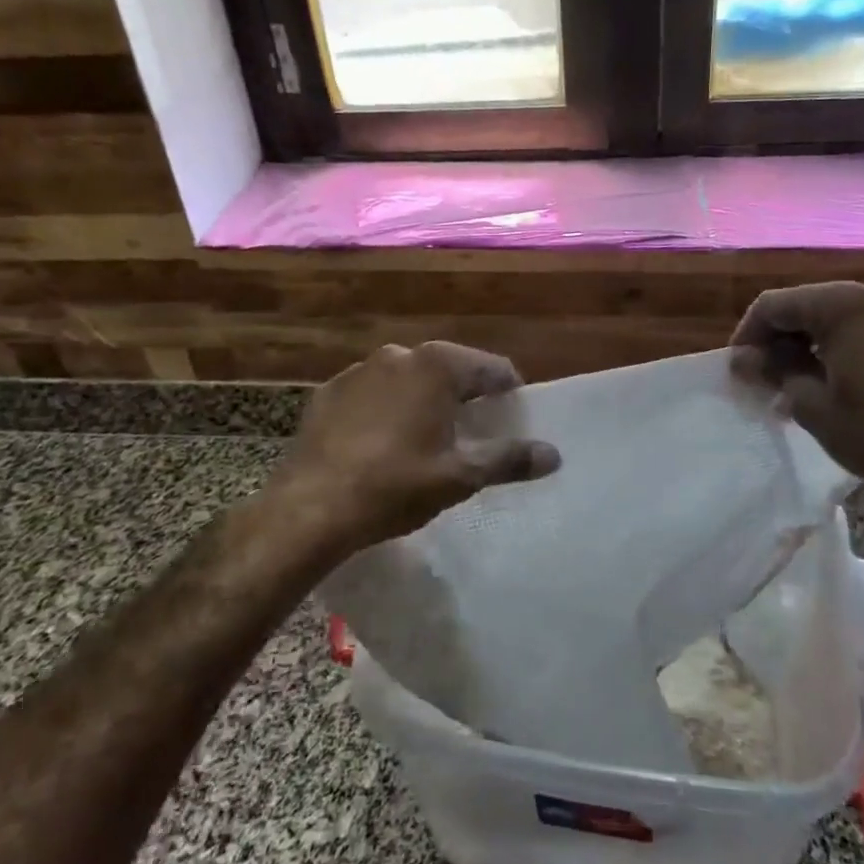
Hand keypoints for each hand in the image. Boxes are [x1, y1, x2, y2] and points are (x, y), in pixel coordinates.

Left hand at [275, 341, 560, 552]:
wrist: (310, 508)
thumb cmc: (395, 486)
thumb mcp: (460, 476)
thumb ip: (509, 459)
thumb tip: (554, 454)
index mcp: (437, 366)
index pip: (493, 368)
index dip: (509, 393)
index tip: (514, 419)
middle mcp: (399, 355)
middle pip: (450, 369)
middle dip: (466, 396)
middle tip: (474, 433)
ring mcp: (359, 370)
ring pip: (408, 379)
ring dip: (424, 400)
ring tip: (427, 439)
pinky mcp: (328, 391)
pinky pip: (372, 393)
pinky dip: (386, 408)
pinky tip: (381, 443)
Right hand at [731, 282, 863, 530]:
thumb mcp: (809, 403)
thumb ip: (774, 369)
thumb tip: (745, 358)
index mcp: (845, 305)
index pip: (777, 304)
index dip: (749, 333)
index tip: (739, 367)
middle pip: (815, 305)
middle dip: (786, 337)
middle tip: (768, 374)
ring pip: (852, 318)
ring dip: (823, 343)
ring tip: (810, 379)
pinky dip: (862, 349)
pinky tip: (856, 382)